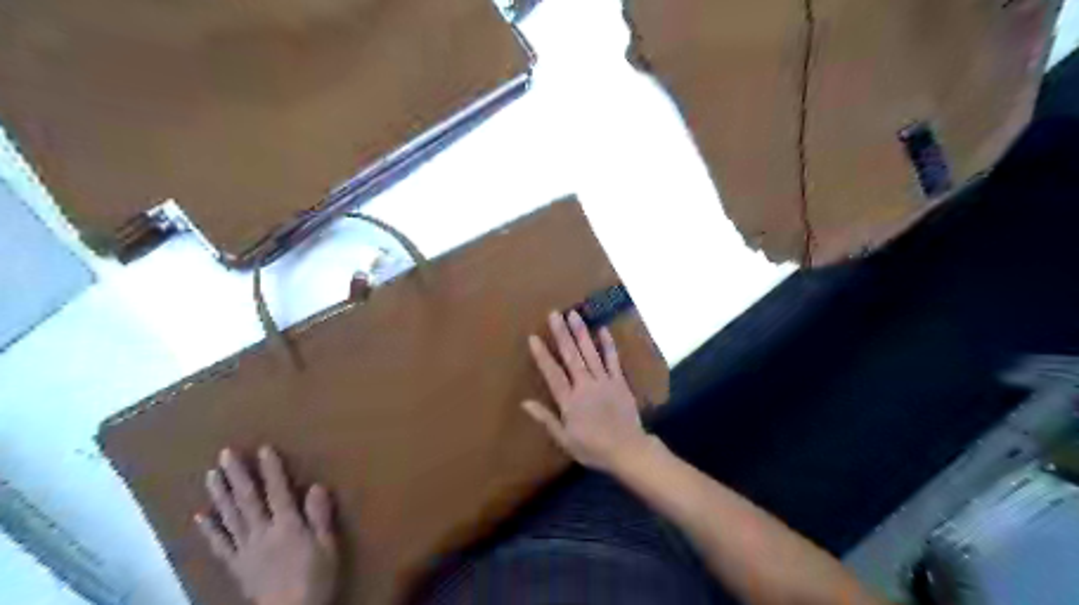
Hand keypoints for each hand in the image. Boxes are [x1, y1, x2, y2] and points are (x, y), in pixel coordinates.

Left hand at [195, 444, 337, 604]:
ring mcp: (245, 549)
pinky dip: (209, 529)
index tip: (263, 448)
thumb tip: (316, 486)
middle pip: (247, 500)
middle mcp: (263, 532)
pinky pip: (221, 545)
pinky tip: (200, 515)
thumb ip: (320, 516)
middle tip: (225, 453)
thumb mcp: (328, 546)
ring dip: (219, 494)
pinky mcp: (236, 565)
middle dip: (237, 475)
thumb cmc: (315, 577)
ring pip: (230, 517)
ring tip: (211, 474)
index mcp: (288, 525)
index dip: (271, 469)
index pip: (278, 491)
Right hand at [520, 311, 647, 471]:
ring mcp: (604, 382)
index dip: (542, 355)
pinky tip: (603, 330)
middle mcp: (585, 386)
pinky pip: (613, 360)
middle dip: (562, 334)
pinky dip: (608, 345)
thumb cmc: (593, 448)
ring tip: (574, 314)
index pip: (552, 373)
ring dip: (581, 333)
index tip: (534, 337)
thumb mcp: (565, 439)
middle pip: (571, 356)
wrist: (628, 450)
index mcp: (569, 401)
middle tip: (554, 314)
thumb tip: (525, 403)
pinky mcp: (620, 382)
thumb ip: (546, 419)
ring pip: (590, 353)